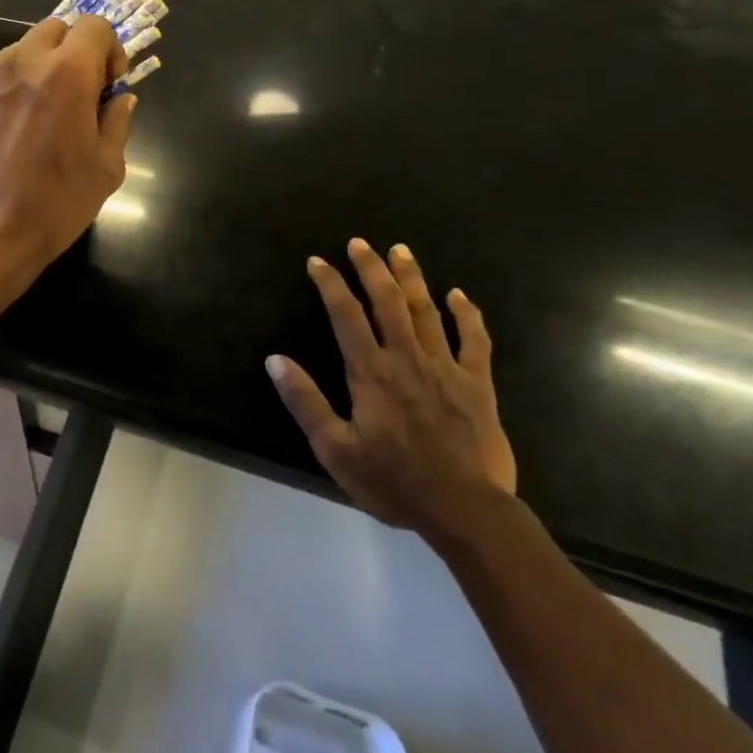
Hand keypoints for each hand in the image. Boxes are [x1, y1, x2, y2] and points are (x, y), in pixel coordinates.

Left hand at [0, 15, 134, 282]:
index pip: (95, 26)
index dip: (110, 50)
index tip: (109, 85)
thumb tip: (120, 98)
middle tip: (80, 92)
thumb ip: (117, 122)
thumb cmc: (55, 203)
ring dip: (43, 66)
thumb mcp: (106, 169)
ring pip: (24, 48)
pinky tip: (15, 126)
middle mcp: (26, 61)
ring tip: (44, 111)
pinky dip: (14, 84)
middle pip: (57, 28)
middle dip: (75, 51)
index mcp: (68, 73)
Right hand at [266, 238, 516, 543]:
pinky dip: (467, 314)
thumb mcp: (335, 449)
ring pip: (427, 311)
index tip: (318, 261)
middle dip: (371, 268)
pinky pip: (474, 340)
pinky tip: (458, 295)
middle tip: (359, 243)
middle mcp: (407, 358)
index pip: (346, 315)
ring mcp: (446, 367)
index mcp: (371, 372)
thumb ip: (305, 401)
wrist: (464, 509)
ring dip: (412, 278)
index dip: (330, 284)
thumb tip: (275, 360)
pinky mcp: (478, 383)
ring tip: (400, 250)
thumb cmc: (393, 481)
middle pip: (387, 301)